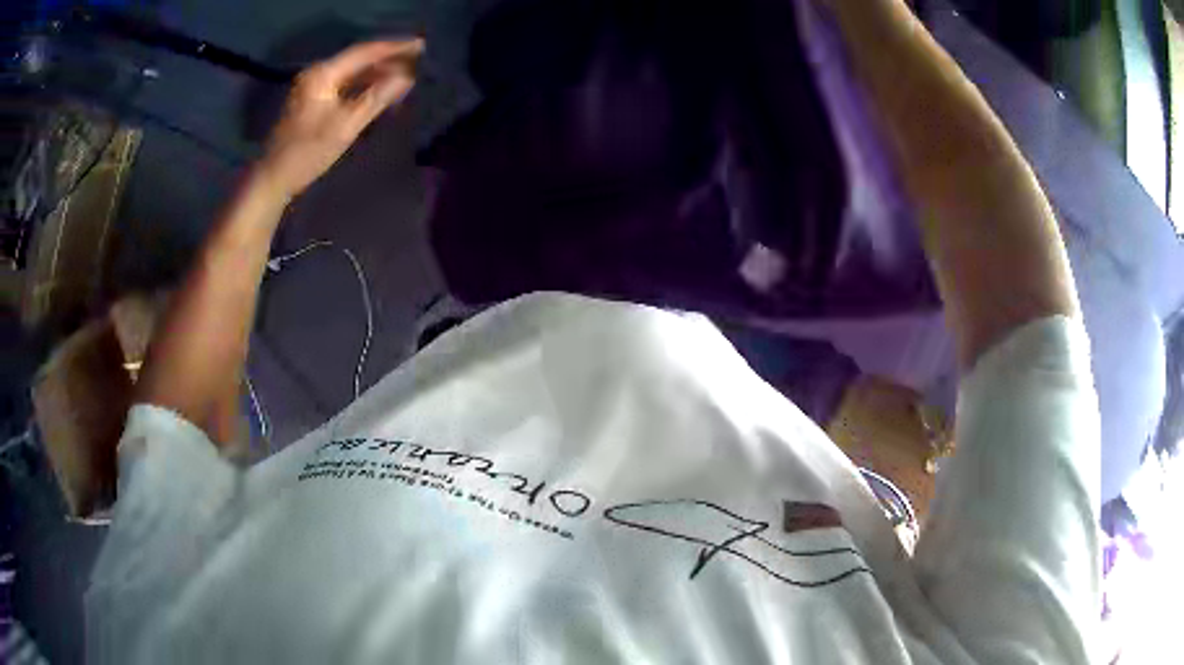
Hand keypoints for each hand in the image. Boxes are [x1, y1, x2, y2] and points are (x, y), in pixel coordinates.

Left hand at [254, 39, 423, 199]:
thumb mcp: (345, 126)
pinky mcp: (313, 101)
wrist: (273, 178)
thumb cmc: (307, 153)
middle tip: (418, 62)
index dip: (394, 48)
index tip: (421, 46)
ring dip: (378, 74)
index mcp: (323, 74)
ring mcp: (314, 87)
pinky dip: (365, 86)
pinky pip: (345, 85)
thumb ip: (376, 98)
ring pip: (353, 73)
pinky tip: (381, 92)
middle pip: (359, 59)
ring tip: (405, 77)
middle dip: (388, 60)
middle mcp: (318, 73)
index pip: (365, 52)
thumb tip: (406, 78)